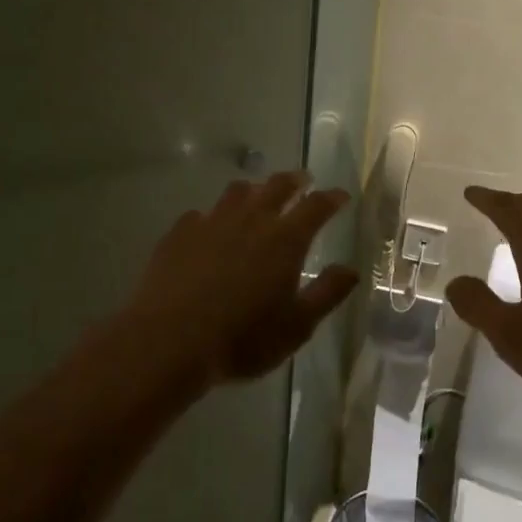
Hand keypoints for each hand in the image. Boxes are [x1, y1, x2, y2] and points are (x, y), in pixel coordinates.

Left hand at [125, 172, 358, 390]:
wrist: (169, 341)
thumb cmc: (242, 338)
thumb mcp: (296, 326)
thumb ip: (327, 293)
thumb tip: (351, 269)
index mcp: (285, 239)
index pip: (316, 206)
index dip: (331, 198)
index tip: (340, 195)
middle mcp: (252, 219)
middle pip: (277, 186)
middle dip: (294, 181)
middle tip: (303, 180)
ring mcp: (212, 222)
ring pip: (237, 192)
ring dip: (253, 190)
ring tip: (256, 196)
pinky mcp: (180, 233)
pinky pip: (201, 214)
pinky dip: (212, 217)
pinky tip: (209, 229)